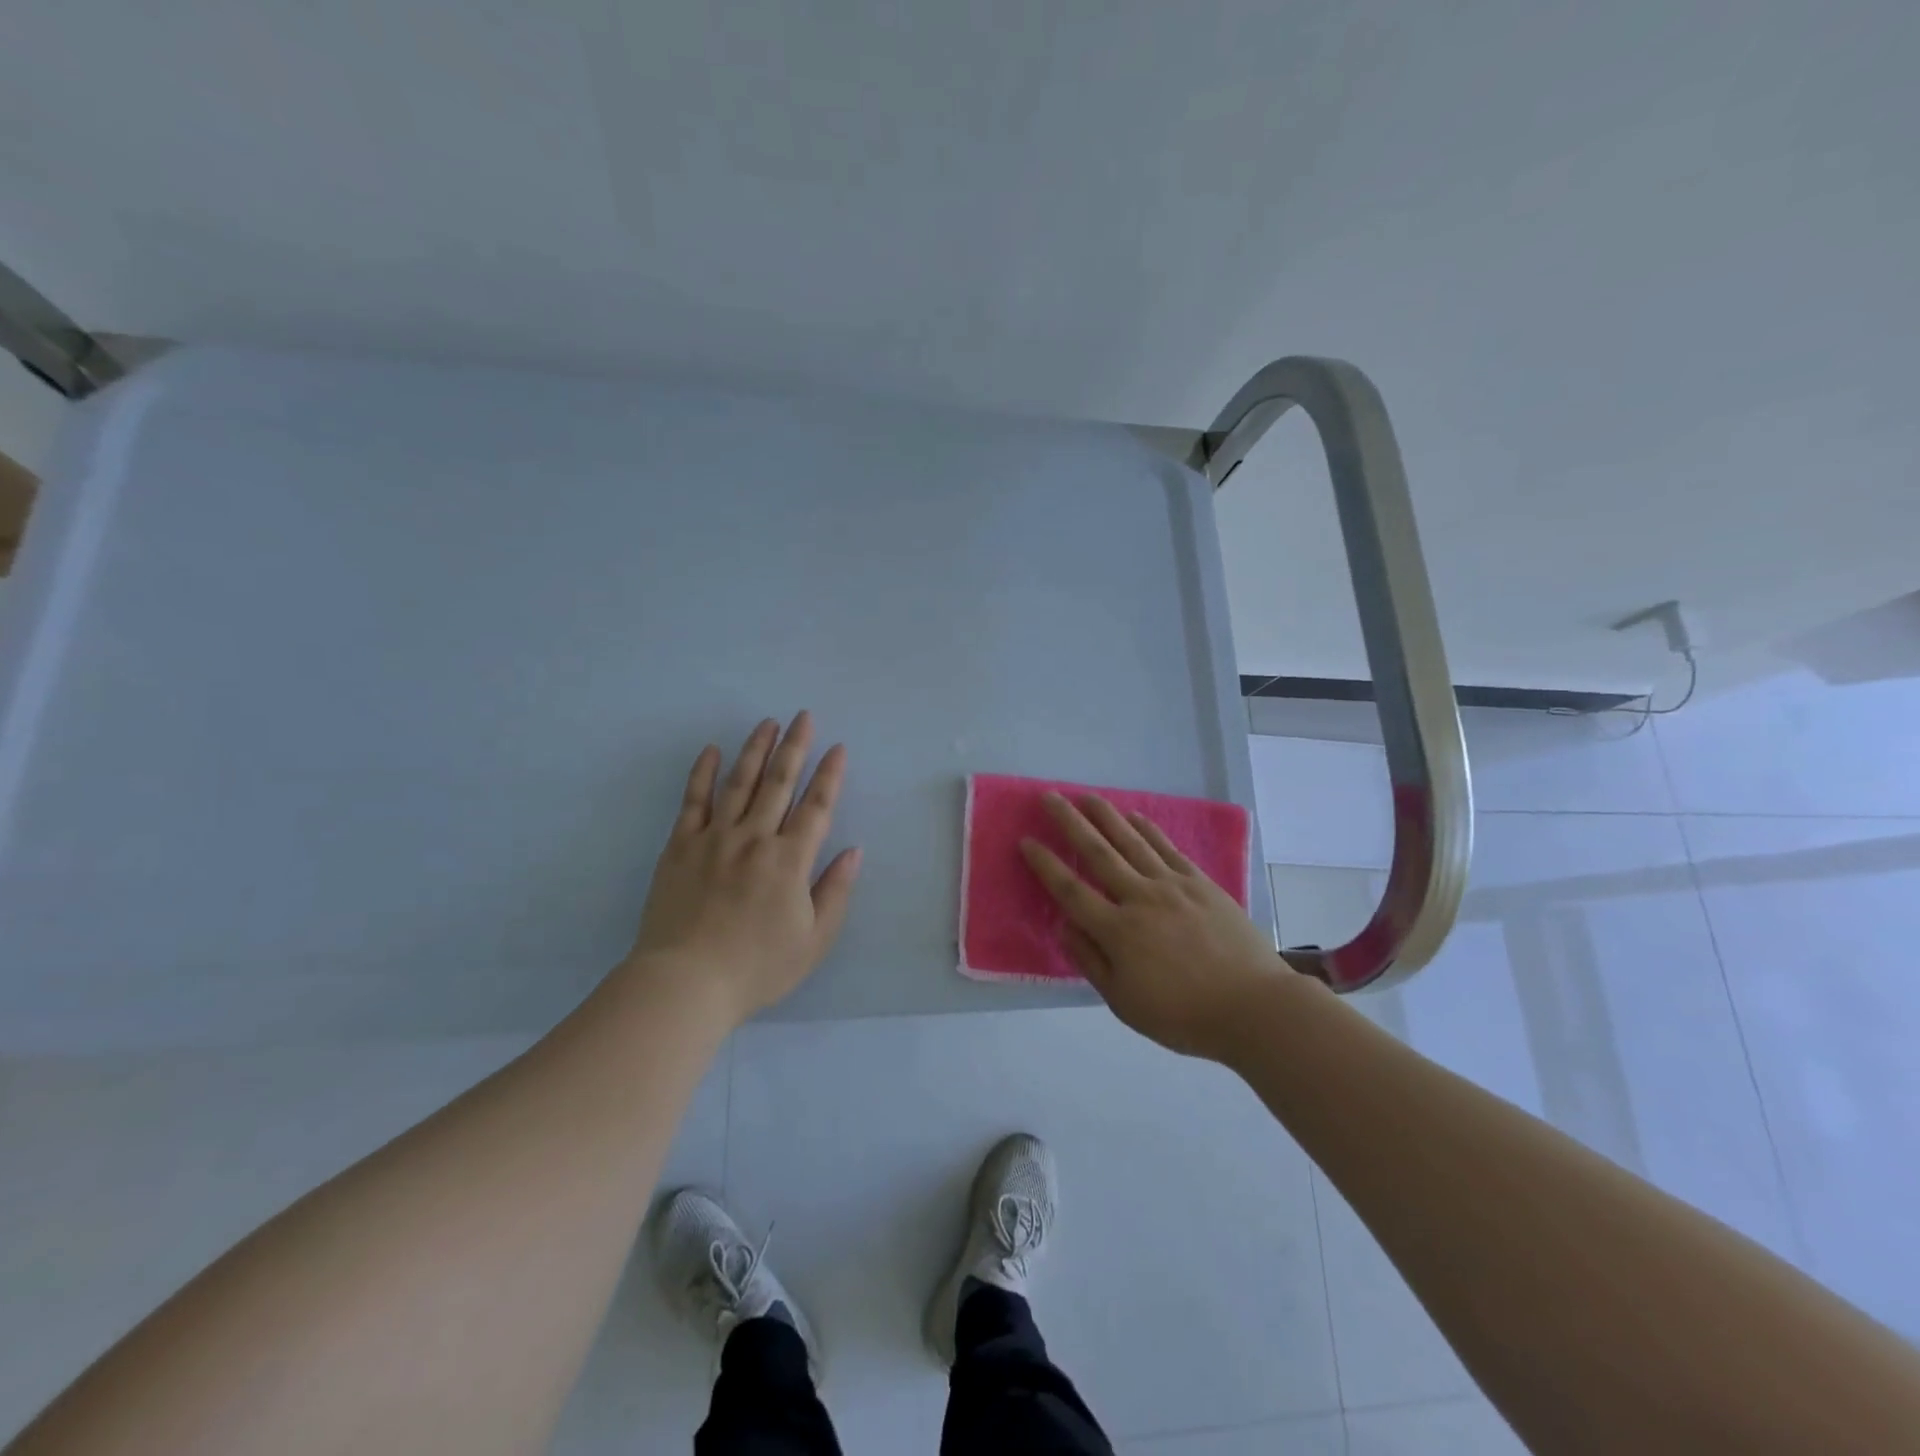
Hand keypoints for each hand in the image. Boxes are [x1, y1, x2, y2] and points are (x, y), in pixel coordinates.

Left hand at [626, 712, 860, 1024]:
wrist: (685, 983)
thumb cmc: (757, 967)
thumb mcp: (813, 940)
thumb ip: (836, 892)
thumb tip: (853, 851)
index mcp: (790, 860)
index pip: (816, 807)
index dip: (830, 776)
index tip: (838, 748)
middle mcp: (755, 838)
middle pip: (779, 783)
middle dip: (795, 747)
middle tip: (803, 716)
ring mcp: (714, 838)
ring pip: (740, 782)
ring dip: (756, 749)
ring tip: (767, 723)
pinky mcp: (680, 846)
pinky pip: (693, 801)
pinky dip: (702, 773)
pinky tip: (711, 750)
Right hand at [1021, 792, 1294, 1061]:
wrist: (1254, 1007)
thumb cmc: (1183, 1015)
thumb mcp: (1125, 1003)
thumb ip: (1091, 961)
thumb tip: (1063, 925)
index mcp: (1117, 931)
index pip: (1070, 890)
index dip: (1045, 865)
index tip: (1026, 840)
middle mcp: (1140, 899)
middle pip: (1097, 853)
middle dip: (1069, 823)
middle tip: (1049, 797)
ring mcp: (1172, 886)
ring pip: (1131, 842)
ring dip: (1105, 816)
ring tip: (1086, 796)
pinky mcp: (1200, 883)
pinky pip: (1167, 848)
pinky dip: (1148, 829)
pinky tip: (1134, 816)